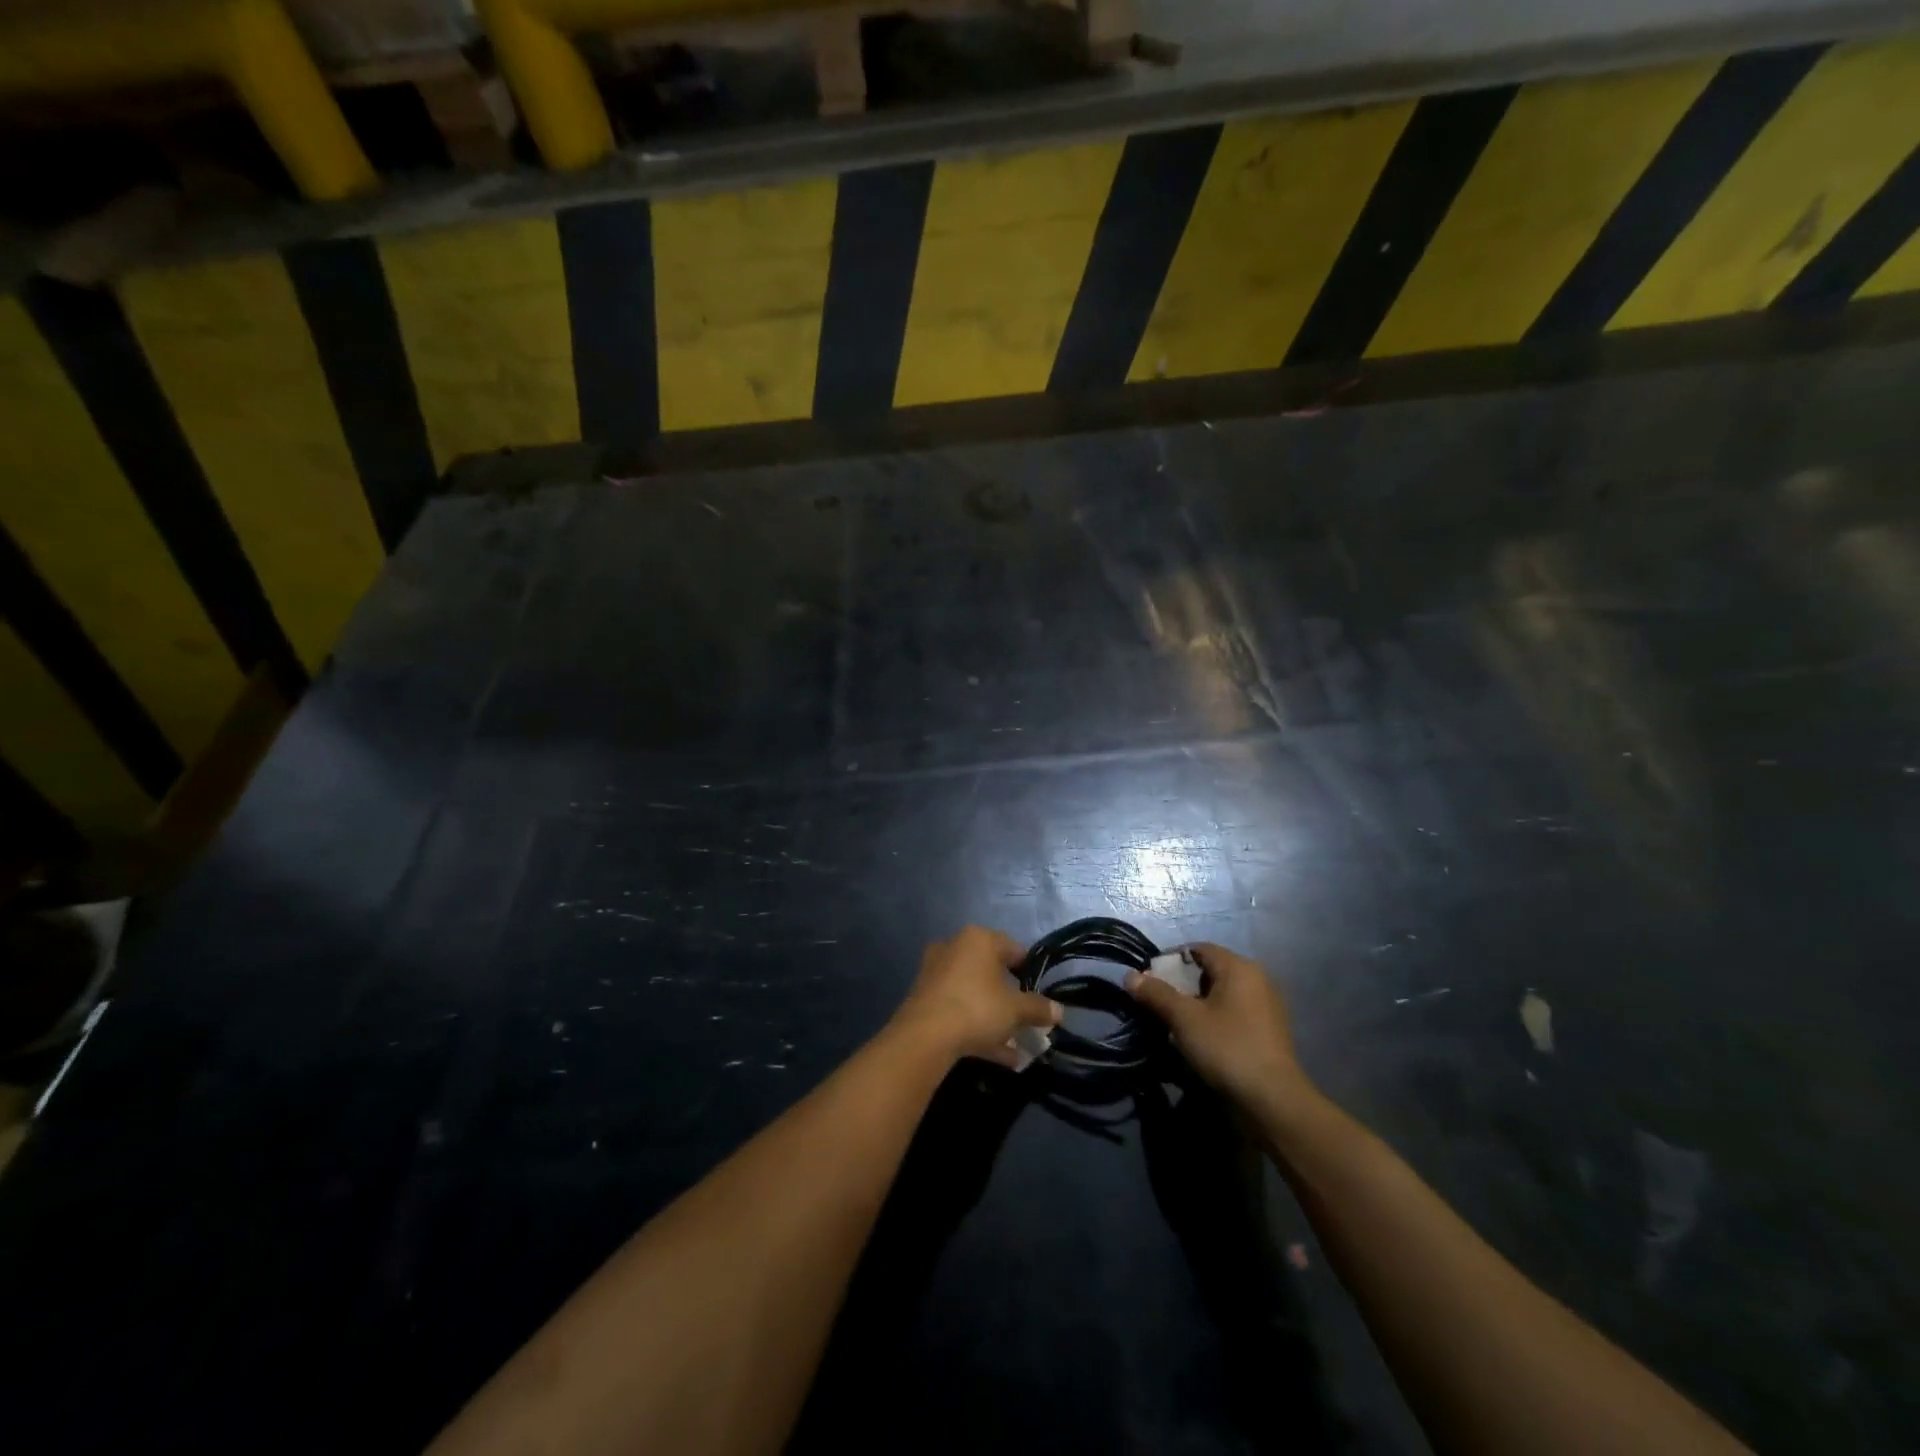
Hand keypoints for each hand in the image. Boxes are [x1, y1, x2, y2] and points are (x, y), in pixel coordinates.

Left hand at [893, 925, 1061, 1067]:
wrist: (924, 1036)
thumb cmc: (977, 1008)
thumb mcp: (1016, 1010)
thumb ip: (1039, 1008)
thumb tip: (1060, 1011)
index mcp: (978, 938)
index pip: (1013, 949)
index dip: (1030, 973)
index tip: (1040, 997)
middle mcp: (954, 948)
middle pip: (992, 973)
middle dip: (1011, 1000)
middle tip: (1027, 1022)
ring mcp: (935, 973)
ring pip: (975, 995)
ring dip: (996, 1018)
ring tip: (1016, 1046)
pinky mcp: (924, 999)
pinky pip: (959, 1010)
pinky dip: (977, 1028)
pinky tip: (999, 1055)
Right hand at [1125, 943, 1315, 1113]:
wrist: (1272, 1101)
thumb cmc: (1226, 1048)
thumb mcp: (1184, 1018)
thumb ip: (1156, 993)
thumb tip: (1130, 976)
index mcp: (1239, 967)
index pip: (1198, 949)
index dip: (1170, 960)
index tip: (1149, 980)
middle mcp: (1257, 979)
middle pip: (1210, 971)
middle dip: (1181, 984)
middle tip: (1159, 1003)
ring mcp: (1266, 1006)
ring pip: (1221, 994)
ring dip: (1196, 1003)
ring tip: (1175, 1023)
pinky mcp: (1268, 1032)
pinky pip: (1234, 1013)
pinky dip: (1214, 1018)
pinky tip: (1200, 1039)